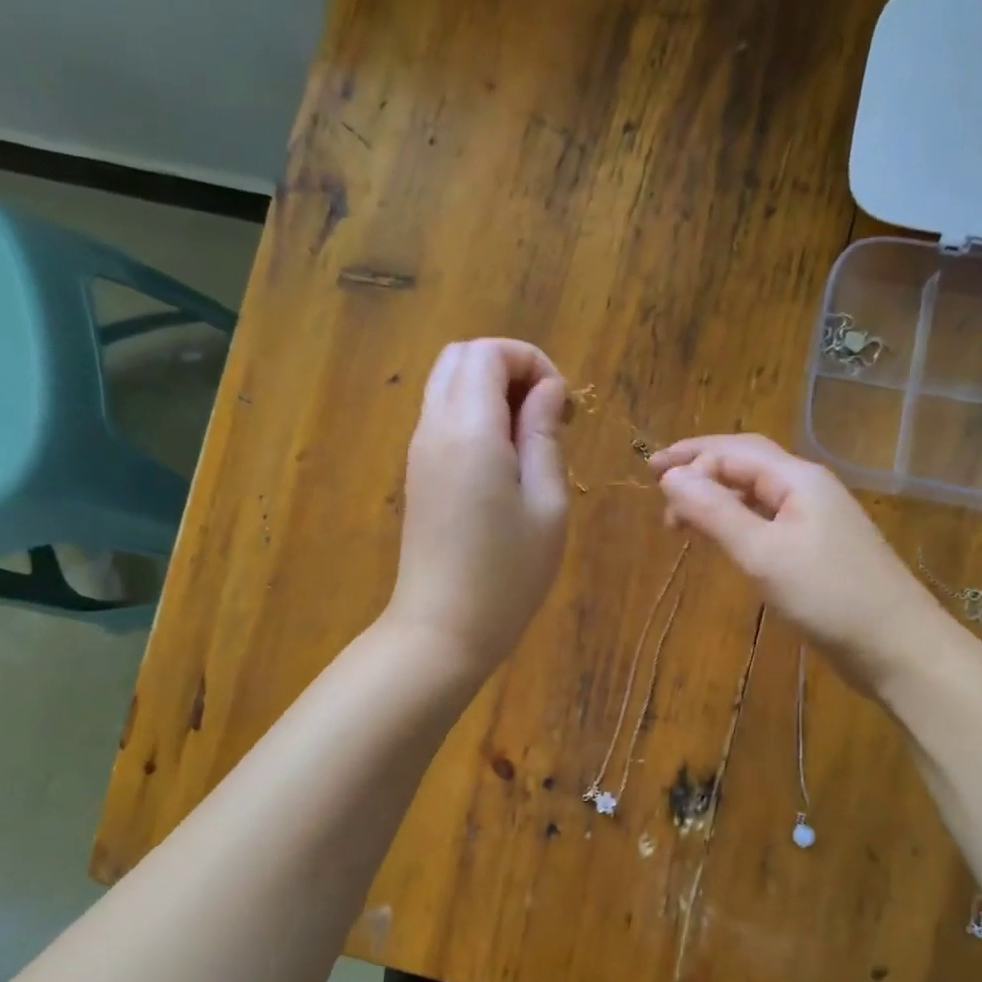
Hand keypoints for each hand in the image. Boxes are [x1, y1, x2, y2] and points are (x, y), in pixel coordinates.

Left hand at [385, 339, 570, 676]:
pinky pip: (443, 417)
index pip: (488, 352)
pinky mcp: (418, 472)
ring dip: (492, 392)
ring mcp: (420, 450)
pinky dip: (476, 415)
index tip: (564, 406)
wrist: (444, 628)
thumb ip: (545, 435)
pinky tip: (505, 461)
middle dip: (510, 368)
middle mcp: (434, 428)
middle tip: (548, 416)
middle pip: (461, 357)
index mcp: (469, 430)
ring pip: (448, 384)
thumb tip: (549, 390)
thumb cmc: (508, 574)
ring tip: (531, 440)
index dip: (532, 362)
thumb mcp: (547, 504)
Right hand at [651, 434, 946, 694]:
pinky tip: (724, 537)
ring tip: (680, 516)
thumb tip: (670, 476)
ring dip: (717, 495)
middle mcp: (808, 489)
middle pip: (747, 463)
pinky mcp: (818, 549)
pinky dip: (738, 520)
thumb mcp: (763, 553)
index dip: (691, 460)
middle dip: (701, 466)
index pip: (735, 452)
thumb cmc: (829, 595)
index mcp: (798, 478)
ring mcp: (817, 519)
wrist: (897, 646)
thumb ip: (715, 512)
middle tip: (657, 479)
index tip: (652, 484)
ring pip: (757, 493)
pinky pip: (769, 520)